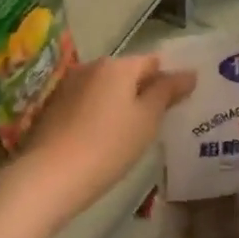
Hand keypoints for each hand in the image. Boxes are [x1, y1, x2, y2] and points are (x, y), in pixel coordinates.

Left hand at [15, 55, 194, 230]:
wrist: (49, 175)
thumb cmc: (108, 145)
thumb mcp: (146, 120)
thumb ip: (167, 92)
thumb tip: (189, 72)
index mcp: (117, 65)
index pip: (152, 61)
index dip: (168, 78)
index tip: (180, 101)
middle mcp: (91, 67)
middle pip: (126, 73)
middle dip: (142, 90)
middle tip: (159, 119)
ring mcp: (68, 86)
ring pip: (104, 88)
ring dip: (119, 103)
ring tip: (132, 132)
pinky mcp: (53, 107)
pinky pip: (86, 103)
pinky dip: (98, 114)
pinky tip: (103, 139)